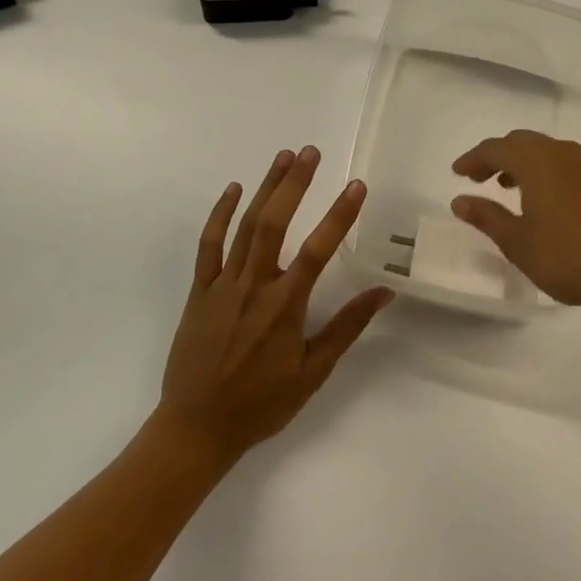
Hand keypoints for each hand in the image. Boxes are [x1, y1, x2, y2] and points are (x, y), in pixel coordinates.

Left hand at [156, 147, 392, 465]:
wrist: (196, 428)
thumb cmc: (261, 404)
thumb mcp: (313, 372)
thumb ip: (346, 328)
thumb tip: (384, 292)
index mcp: (284, 306)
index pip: (318, 250)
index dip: (340, 215)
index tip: (357, 186)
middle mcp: (253, 286)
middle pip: (275, 223)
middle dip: (295, 184)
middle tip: (311, 152)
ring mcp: (222, 285)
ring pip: (245, 226)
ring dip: (265, 188)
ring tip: (284, 157)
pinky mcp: (199, 291)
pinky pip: (208, 245)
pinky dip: (220, 215)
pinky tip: (233, 190)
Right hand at [451, 130, 580, 330]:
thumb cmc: (571, 259)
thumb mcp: (519, 244)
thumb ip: (487, 217)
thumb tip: (460, 200)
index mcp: (538, 162)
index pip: (496, 148)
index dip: (473, 158)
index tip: (457, 173)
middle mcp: (565, 155)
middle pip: (524, 143)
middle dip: (498, 156)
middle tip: (481, 178)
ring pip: (550, 153)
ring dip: (526, 164)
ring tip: (512, 188)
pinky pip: (571, 167)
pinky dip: (551, 174)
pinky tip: (552, 203)